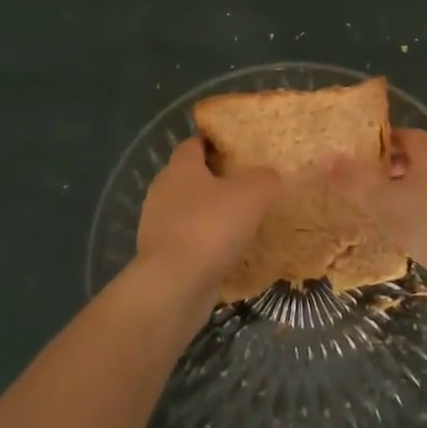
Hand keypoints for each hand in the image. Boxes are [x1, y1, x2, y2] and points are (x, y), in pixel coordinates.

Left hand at [135, 137, 279, 299]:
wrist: (174, 284)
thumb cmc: (211, 227)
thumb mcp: (253, 194)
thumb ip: (265, 179)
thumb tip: (269, 177)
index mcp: (180, 167)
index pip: (193, 144)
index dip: (214, 143)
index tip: (236, 149)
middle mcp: (163, 191)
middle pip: (189, 177)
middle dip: (214, 180)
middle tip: (245, 185)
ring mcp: (157, 225)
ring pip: (188, 211)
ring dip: (209, 214)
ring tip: (240, 221)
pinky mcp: (160, 256)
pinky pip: (187, 241)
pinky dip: (204, 243)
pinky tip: (227, 253)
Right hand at [327, 128, 426, 303]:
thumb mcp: (382, 200)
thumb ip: (352, 179)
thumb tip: (323, 156)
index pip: (404, 134)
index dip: (381, 141)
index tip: (358, 152)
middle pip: (417, 158)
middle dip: (390, 166)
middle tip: (363, 179)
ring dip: (405, 191)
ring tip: (378, 206)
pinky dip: (419, 212)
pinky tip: (404, 230)